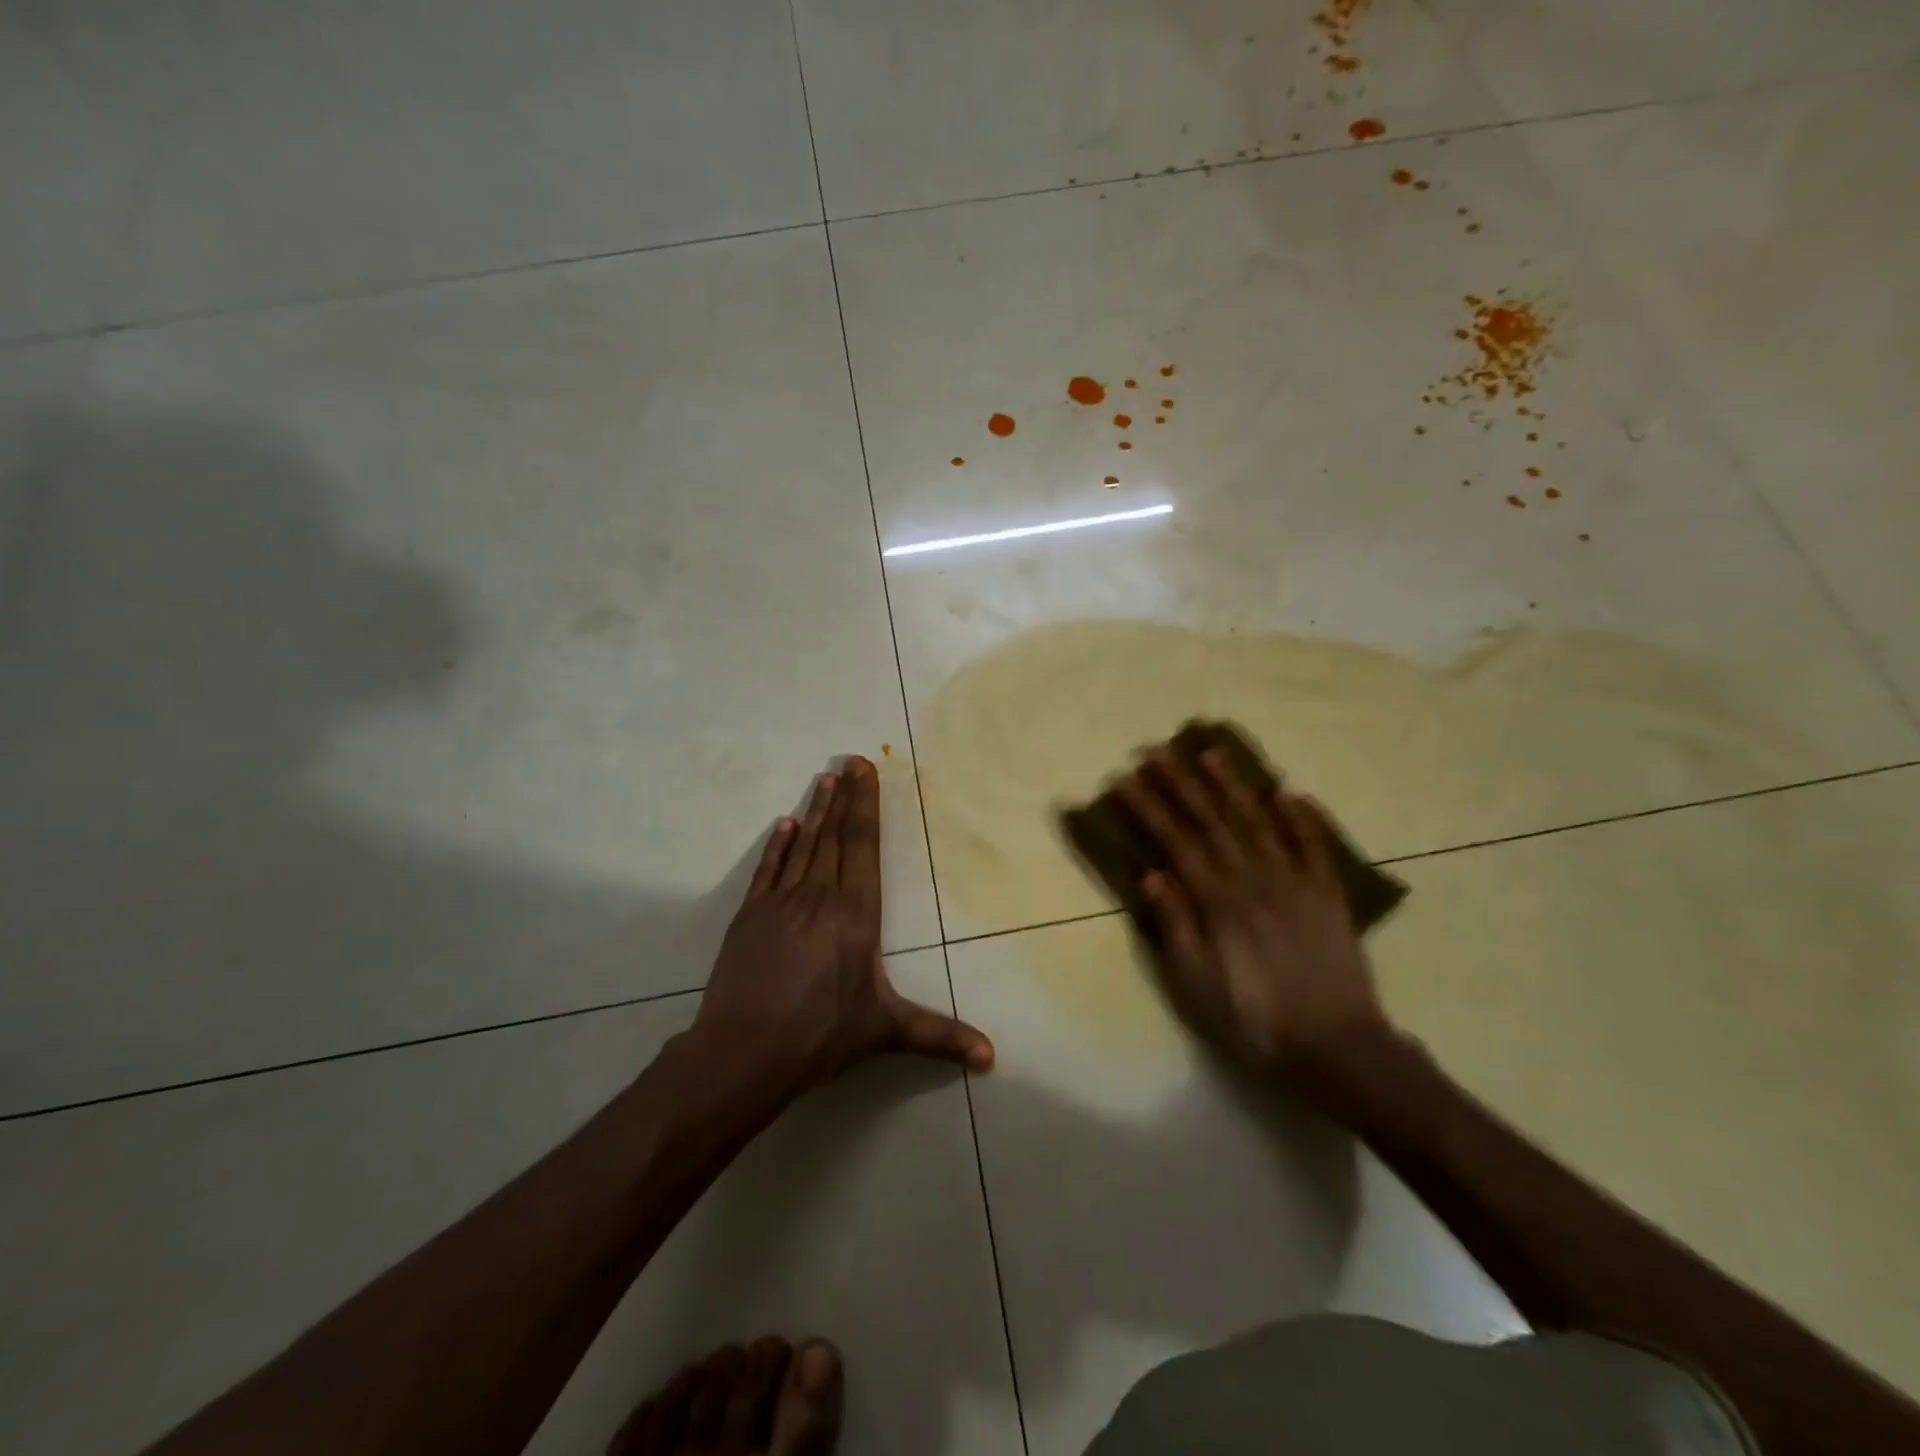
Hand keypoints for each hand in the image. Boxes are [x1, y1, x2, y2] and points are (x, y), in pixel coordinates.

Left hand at [692, 757, 993, 1092]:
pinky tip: (783, 825)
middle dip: (845, 797)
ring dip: (815, 811)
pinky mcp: (750, 915)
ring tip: (824, 780)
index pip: (863, 847)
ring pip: (803, 845)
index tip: (866, 772)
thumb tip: (993, 1057)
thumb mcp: (886, 1031)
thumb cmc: (822, 1035)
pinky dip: (777, 845)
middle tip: (850, 760)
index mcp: (856, 914)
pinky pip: (768, 869)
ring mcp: (781, 902)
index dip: (867, 807)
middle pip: (835, 836)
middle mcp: (820, 897)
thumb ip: (940, 1036)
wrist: (744, 1051)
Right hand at [1115, 746, 1391, 1078]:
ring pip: (1259, 822)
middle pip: (1212, 821)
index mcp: (1218, 902)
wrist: (1337, 1050)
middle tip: (1159, 751)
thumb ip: (1175, 926)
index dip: (1148, 808)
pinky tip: (1289, 793)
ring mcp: (1295, 883)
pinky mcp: (1328, 895)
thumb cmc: (1254, 1022)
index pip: (1175, 842)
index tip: (1124, 780)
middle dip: (1182, 784)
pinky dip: (1302, 818)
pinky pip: (1315, 847)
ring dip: (1234, 786)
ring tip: (1213, 753)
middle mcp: (1254, 879)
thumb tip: (1152, 874)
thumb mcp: (1196, 986)